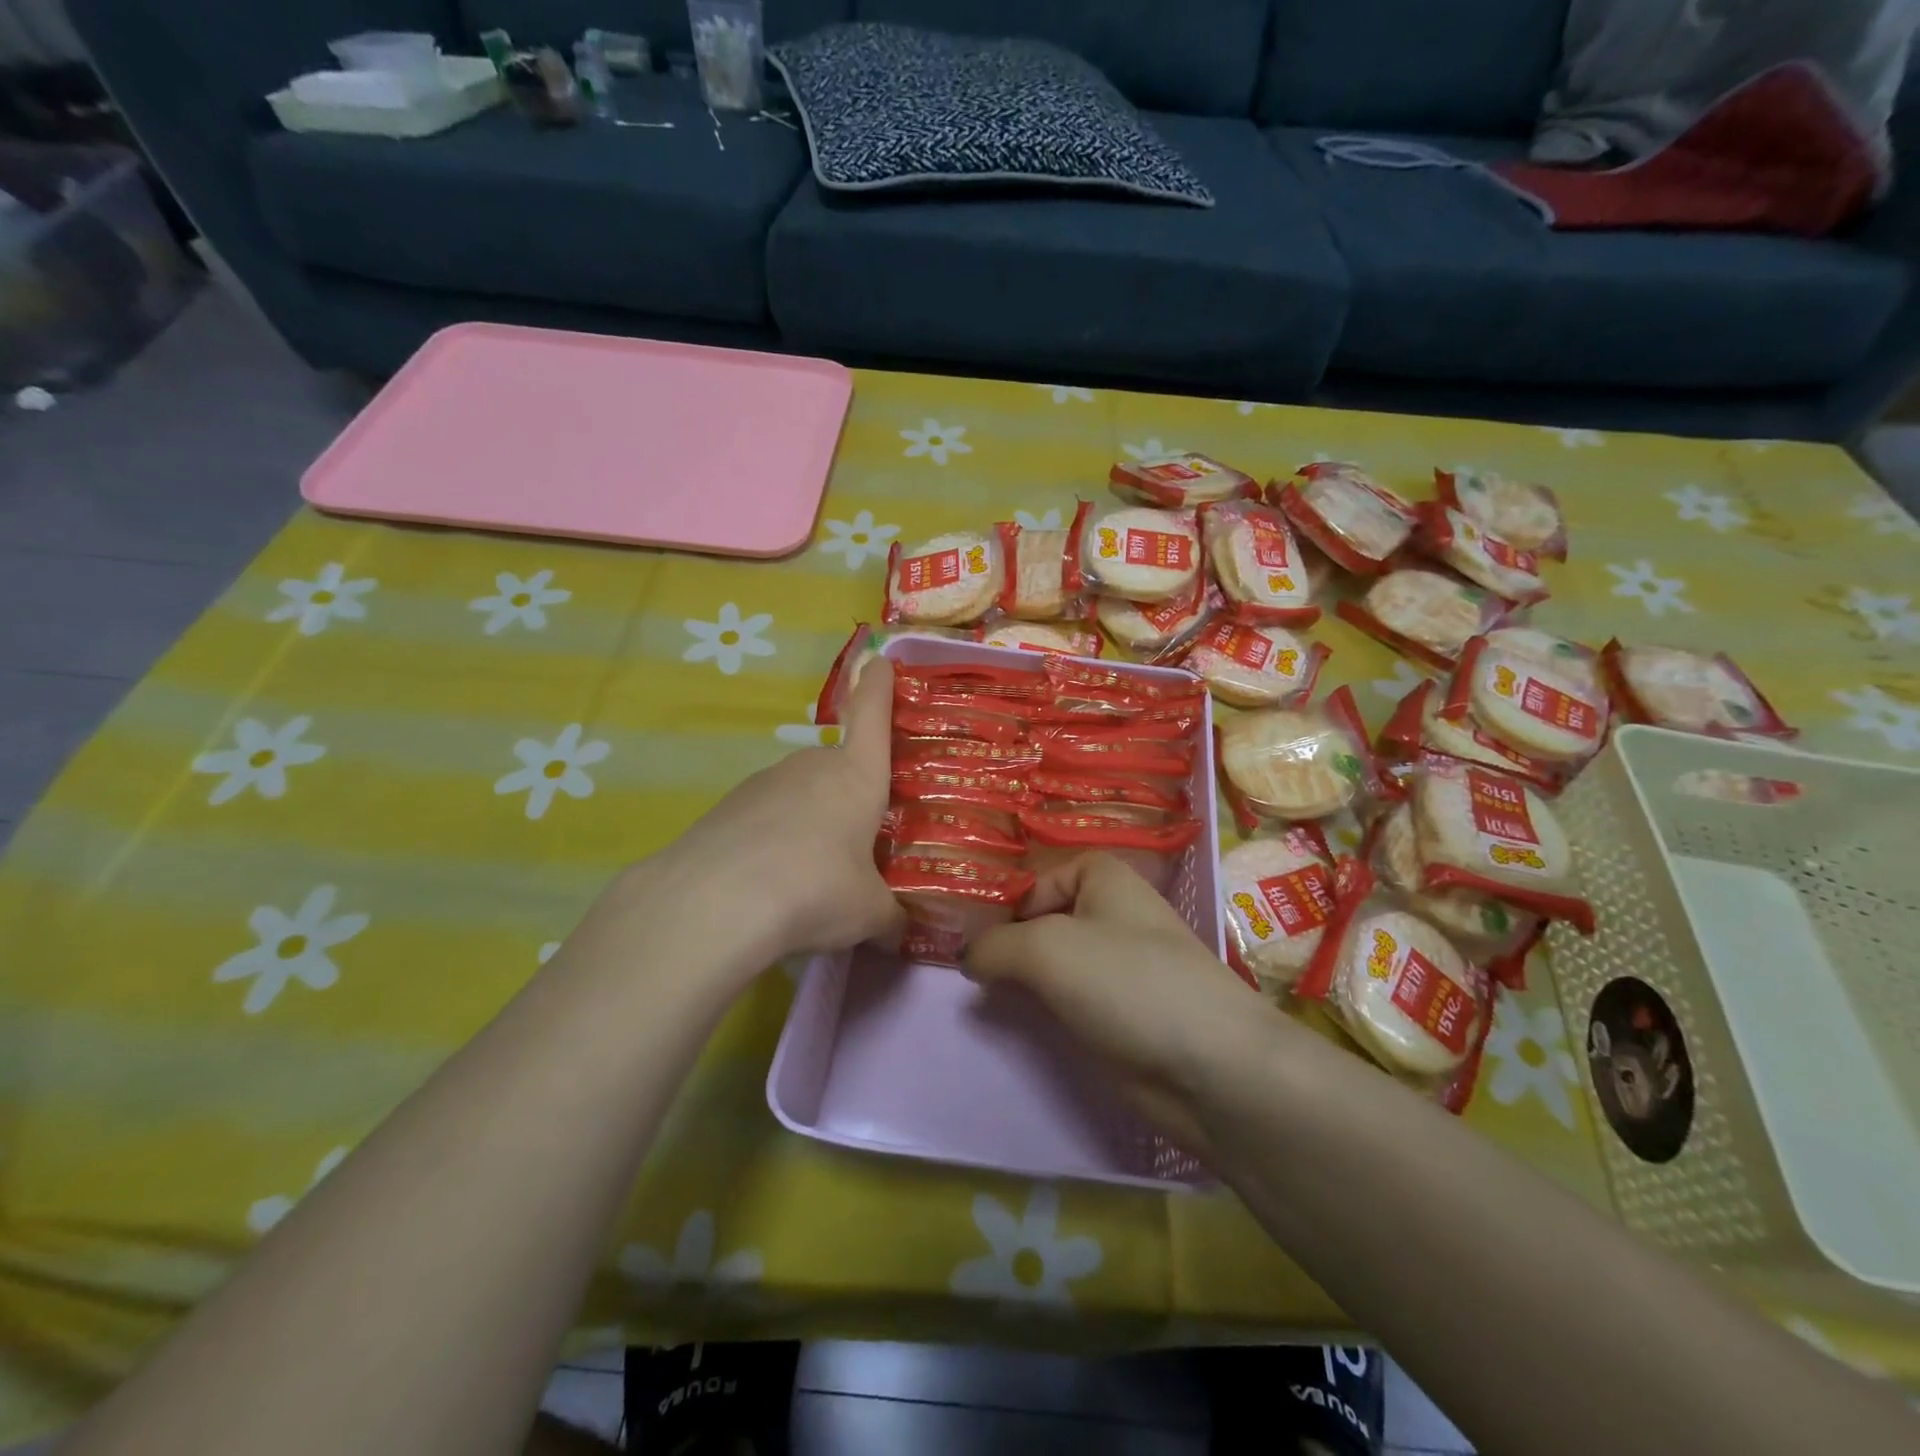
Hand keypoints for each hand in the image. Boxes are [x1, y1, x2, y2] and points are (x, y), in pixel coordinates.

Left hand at [639, 656, 903, 965]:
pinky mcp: (726, 807)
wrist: (717, 902)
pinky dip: (773, 840)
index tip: (881, 660)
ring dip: (810, 821)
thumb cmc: (817, 889)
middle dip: (849, 794)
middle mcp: (811, 766)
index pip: (873, 715)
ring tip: (811, 874)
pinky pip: (764, 817)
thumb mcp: (870, 914)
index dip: (879, 687)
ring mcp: (764, 782)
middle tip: (858, 841)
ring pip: (800, 794)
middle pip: (838, 766)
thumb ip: (893, 918)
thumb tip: (901, 931)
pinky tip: (770, 882)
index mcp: (857, 776)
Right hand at [966, 853, 1287, 1158]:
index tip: (972, 934)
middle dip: (1007, 942)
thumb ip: (995, 945)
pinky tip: (1020, 1024)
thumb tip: (967, 958)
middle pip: (1044, 920)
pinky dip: (1044, 1009)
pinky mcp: (1120, 1017)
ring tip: (982, 997)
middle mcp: (1112, 916)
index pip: (1040, 877)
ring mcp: (1118, 970)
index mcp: (1104, 879)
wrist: (1211, 1067)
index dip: (1006, 901)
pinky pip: (1068, 1002)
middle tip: (964, 969)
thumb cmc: (1128, 982)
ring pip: (1054, 964)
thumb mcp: (1046, 948)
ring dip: (1022, 979)